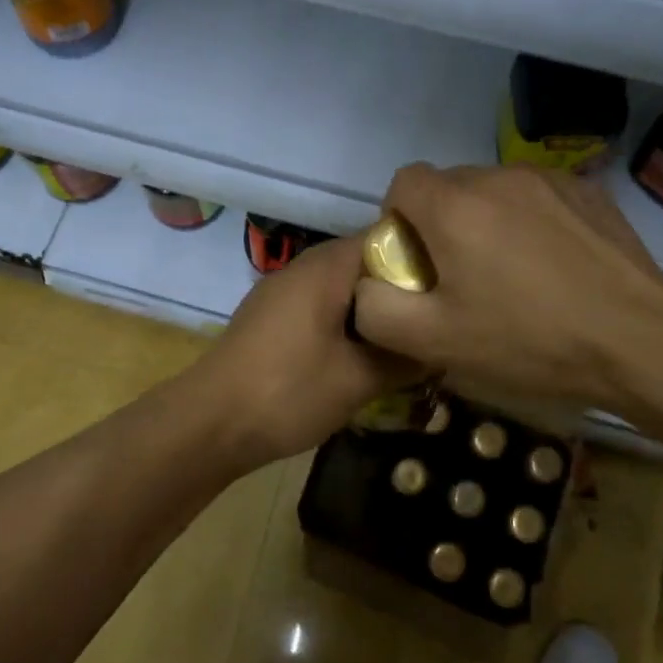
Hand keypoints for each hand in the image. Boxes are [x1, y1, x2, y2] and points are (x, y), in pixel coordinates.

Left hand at [191, 235, 421, 468]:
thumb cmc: (289, 391)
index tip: (452, 293)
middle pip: (367, 264)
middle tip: (436, 322)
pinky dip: (347, 323)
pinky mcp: (272, 317)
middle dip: (402, 292)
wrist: (210, 423)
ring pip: (344, 288)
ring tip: (407, 341)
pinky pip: (322, 306)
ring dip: (374, 311)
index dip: (426, 262)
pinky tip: (362, 355)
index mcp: (327, 266)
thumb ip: (405, 357)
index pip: (389, 239)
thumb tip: (442, 346)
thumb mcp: (359, 379)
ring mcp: (283, 291)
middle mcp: (305, 267)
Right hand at [350, 164, 662, 450]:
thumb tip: (367, 285)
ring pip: (494, 190)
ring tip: (514, 274)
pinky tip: (554, 266)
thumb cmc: (528, 341)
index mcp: (454, 206)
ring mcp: (549, 179)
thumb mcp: (434, 342)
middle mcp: (497, 177)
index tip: (419, 265)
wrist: (639, 341)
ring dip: (488, 221)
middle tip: (464, 278)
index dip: (399, 221)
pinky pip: (537, 197)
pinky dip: (531, 221)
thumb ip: (375, 309)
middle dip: (443, 224)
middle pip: (449, 187)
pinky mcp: (588, 192)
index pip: (403, 183)